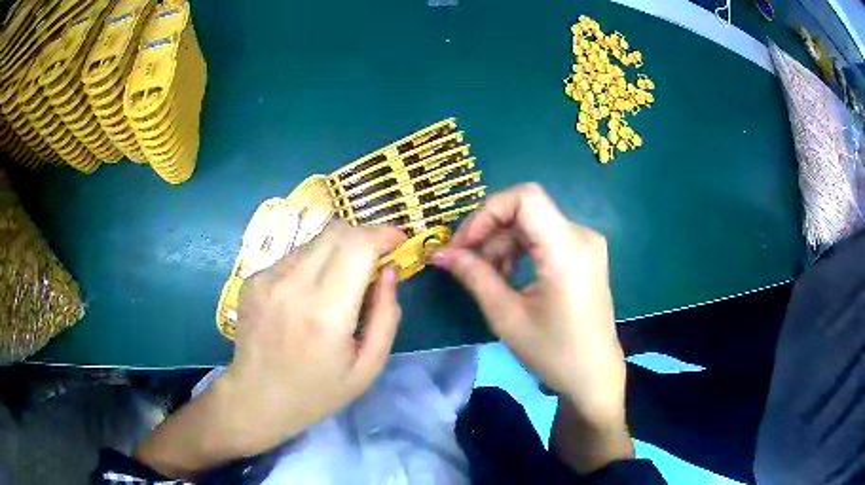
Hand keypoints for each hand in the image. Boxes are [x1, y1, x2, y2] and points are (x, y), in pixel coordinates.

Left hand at [223, 220, 405, 453]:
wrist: (256, 398)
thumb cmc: (318, 391)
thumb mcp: (367, 366)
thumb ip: (386, 316)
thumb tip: (389, 270)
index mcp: (326, 313)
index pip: (357, 245)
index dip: (383, 234)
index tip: (398, 242)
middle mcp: (293, 286)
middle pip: (336, 231)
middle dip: (363, 237)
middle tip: (374, 261)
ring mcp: (267, 279)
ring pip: (314, 242)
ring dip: (337, 253)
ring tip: (337, 286)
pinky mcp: (252, 279)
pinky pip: (293, 257)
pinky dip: (311, 266)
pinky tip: (306, 297)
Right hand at [431, 183, 630, 471]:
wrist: (594, 375)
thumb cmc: (553, 352)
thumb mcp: (507, 316)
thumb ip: (474, 276)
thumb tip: (440, 253)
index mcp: (567, 249)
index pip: (524, 197)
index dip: (487, 212)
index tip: (463, 243)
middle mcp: (582, 235)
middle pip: (526, 209)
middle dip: (489, 230)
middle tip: (463, 261)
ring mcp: (586, 243)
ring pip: (533, 222)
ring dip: (502, 242)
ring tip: (485, 275)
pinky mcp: (584, 253)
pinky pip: (545, 236)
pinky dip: (520, 249)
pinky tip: (507, 275)